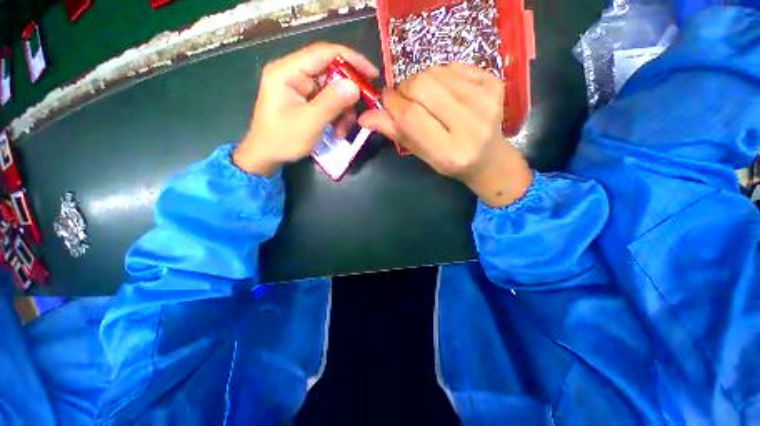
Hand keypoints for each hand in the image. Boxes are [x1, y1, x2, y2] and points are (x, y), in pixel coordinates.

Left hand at [234, 43, 378, 175]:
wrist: (266, 156)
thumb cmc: (282, 140)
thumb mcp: (309, 122)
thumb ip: (331, 102)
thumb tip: (355, 85)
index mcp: (287, 71)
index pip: (323, 53)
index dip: (351, 60)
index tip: (372, 73)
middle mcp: (294, 73)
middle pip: (331, 73)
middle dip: (348, 95)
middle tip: (362, 110)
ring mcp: (300, 87)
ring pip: (333, 90)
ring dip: (343, 111)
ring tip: (343, 131)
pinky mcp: (306, 100)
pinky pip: (329, 102)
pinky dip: (337, 116)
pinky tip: (337, 131)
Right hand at [359, 64, 531, 206]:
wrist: (489, 157)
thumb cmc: (451, 162)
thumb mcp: (422, 154)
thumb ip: (396, 133)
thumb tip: (365, 116)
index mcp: (450, 152)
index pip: (412, 116)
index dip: (392, 104)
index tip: (385, 101)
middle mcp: (471, 125)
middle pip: (423, 86)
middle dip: (405, 89)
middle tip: (405, 100)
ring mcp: (486, 99)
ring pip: (435, 71)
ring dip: (421, 81)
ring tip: (425, 98)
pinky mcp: (494, 82)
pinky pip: (453, 65)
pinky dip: (439, 75)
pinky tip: (443, 91)